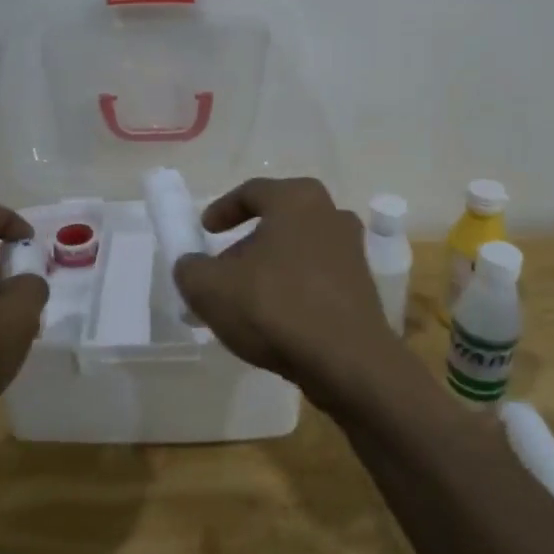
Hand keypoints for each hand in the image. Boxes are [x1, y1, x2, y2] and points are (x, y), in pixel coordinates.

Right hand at [173, 177, 401, 416]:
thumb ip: (191, 269)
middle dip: (246, 244)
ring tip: (245, 299)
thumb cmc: (275, 307)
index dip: (222, 209)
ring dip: (270, 269)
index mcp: (297, 200)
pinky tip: (274, 320)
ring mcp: (352, 252)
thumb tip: (192, 266)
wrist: (347, 362)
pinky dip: (293, 290)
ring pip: (298, 251)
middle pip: (278, 222)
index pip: (253, 192)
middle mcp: (331, 215)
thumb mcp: (211, 288)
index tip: (204, 230)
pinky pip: (316, 279)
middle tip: (222, 269)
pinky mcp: (362, 288)